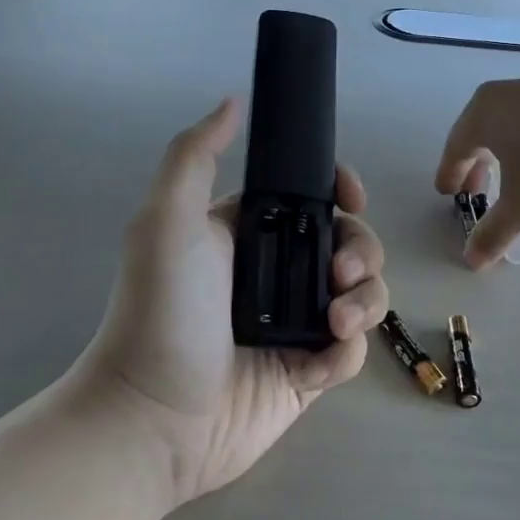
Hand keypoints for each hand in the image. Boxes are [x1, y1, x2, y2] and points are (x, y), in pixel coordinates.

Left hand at [80, 98, 388, 504]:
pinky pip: (352, 351)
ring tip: (336, 321)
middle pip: (350, 242)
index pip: (313, 198)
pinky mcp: (307, 372)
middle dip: (361, 250)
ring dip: (366, 301)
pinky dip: (347, 352)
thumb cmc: (162, 311)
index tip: (352, 196)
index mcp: (252, 232)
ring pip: (363, 294)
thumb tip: (233, 101)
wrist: (153, 418)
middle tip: (340, 274)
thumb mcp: (167, 220)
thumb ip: (196, 155)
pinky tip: (320, 363)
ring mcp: (296, 323)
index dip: (341, 190)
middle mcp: (278, 272)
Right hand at [435, 76, 519, 267]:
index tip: (448, 194)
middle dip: (479, 162)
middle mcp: (511, 91)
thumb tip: (470, 260)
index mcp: (485, 111)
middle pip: (485, 128)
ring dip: (512, 147)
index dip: (451, 173)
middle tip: (480, 191)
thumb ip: (492, 233)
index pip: (457, 145)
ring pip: (518, 119)